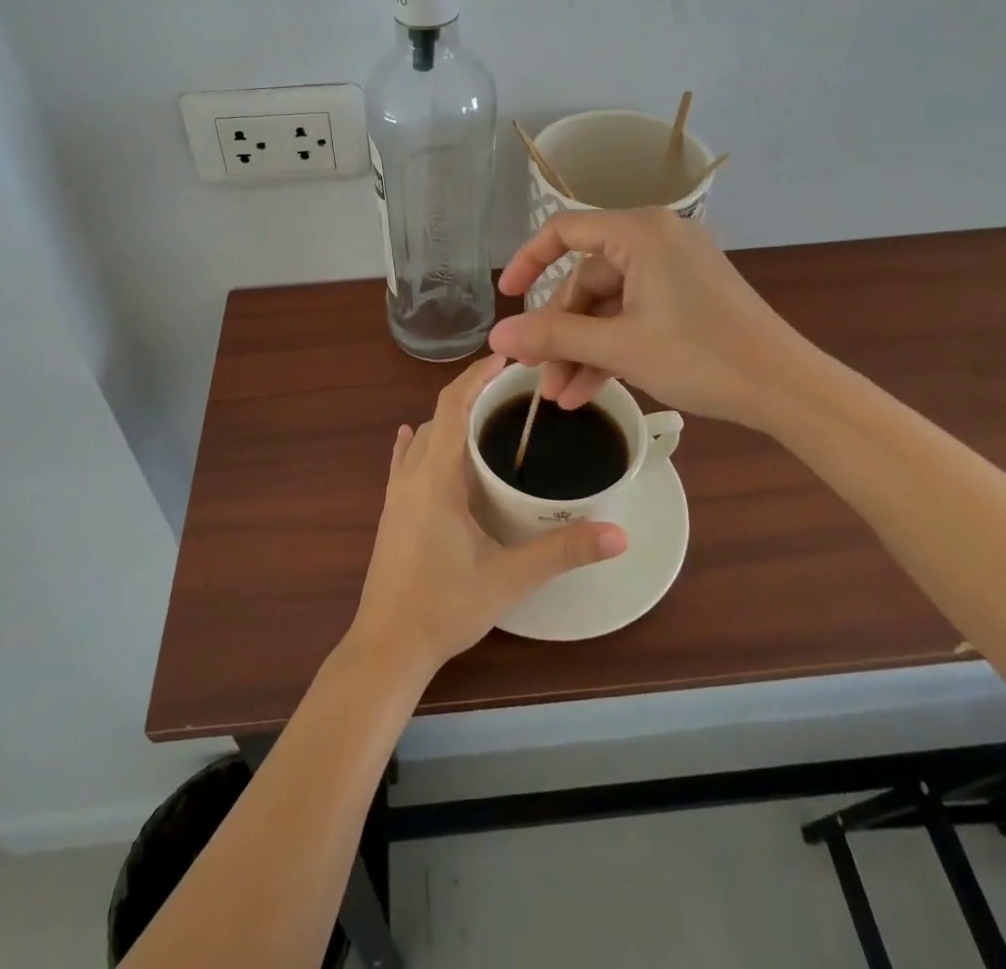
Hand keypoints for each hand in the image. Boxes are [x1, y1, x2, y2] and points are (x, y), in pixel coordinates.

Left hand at [349, 354, 627, 676]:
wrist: (387, 648)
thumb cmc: (444, 607)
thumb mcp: (509, 579)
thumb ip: (563, 552)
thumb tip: (618, 534)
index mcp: (436, 477)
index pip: (453, 405)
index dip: (477, 375)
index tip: (507, 357)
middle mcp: (411, 475)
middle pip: (440, 416)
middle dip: (472, 394)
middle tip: (514, 391)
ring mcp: (395, 494)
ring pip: (423, 438)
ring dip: (450, 419)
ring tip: (487, 417)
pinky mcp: (390, 512)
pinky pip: (404, 461)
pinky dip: (419, 442)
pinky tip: (417, 438)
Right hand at [489, 208, 797, 423]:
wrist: (787, 388)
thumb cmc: (700, 357)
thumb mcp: (619, 347)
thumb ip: (553, 338)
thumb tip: (496, 338)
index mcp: (639, 232)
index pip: (563, 231)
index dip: (527, 261)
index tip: (506, 298)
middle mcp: (656, 238)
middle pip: (586, 278)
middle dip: (561, 332)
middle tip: (540, 376)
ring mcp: (675, 268)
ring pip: (609, 303)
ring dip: (583, 348)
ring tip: (562, 397)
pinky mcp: (689, 294)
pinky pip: (635, 312)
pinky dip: (613, 346)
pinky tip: (590, 390)